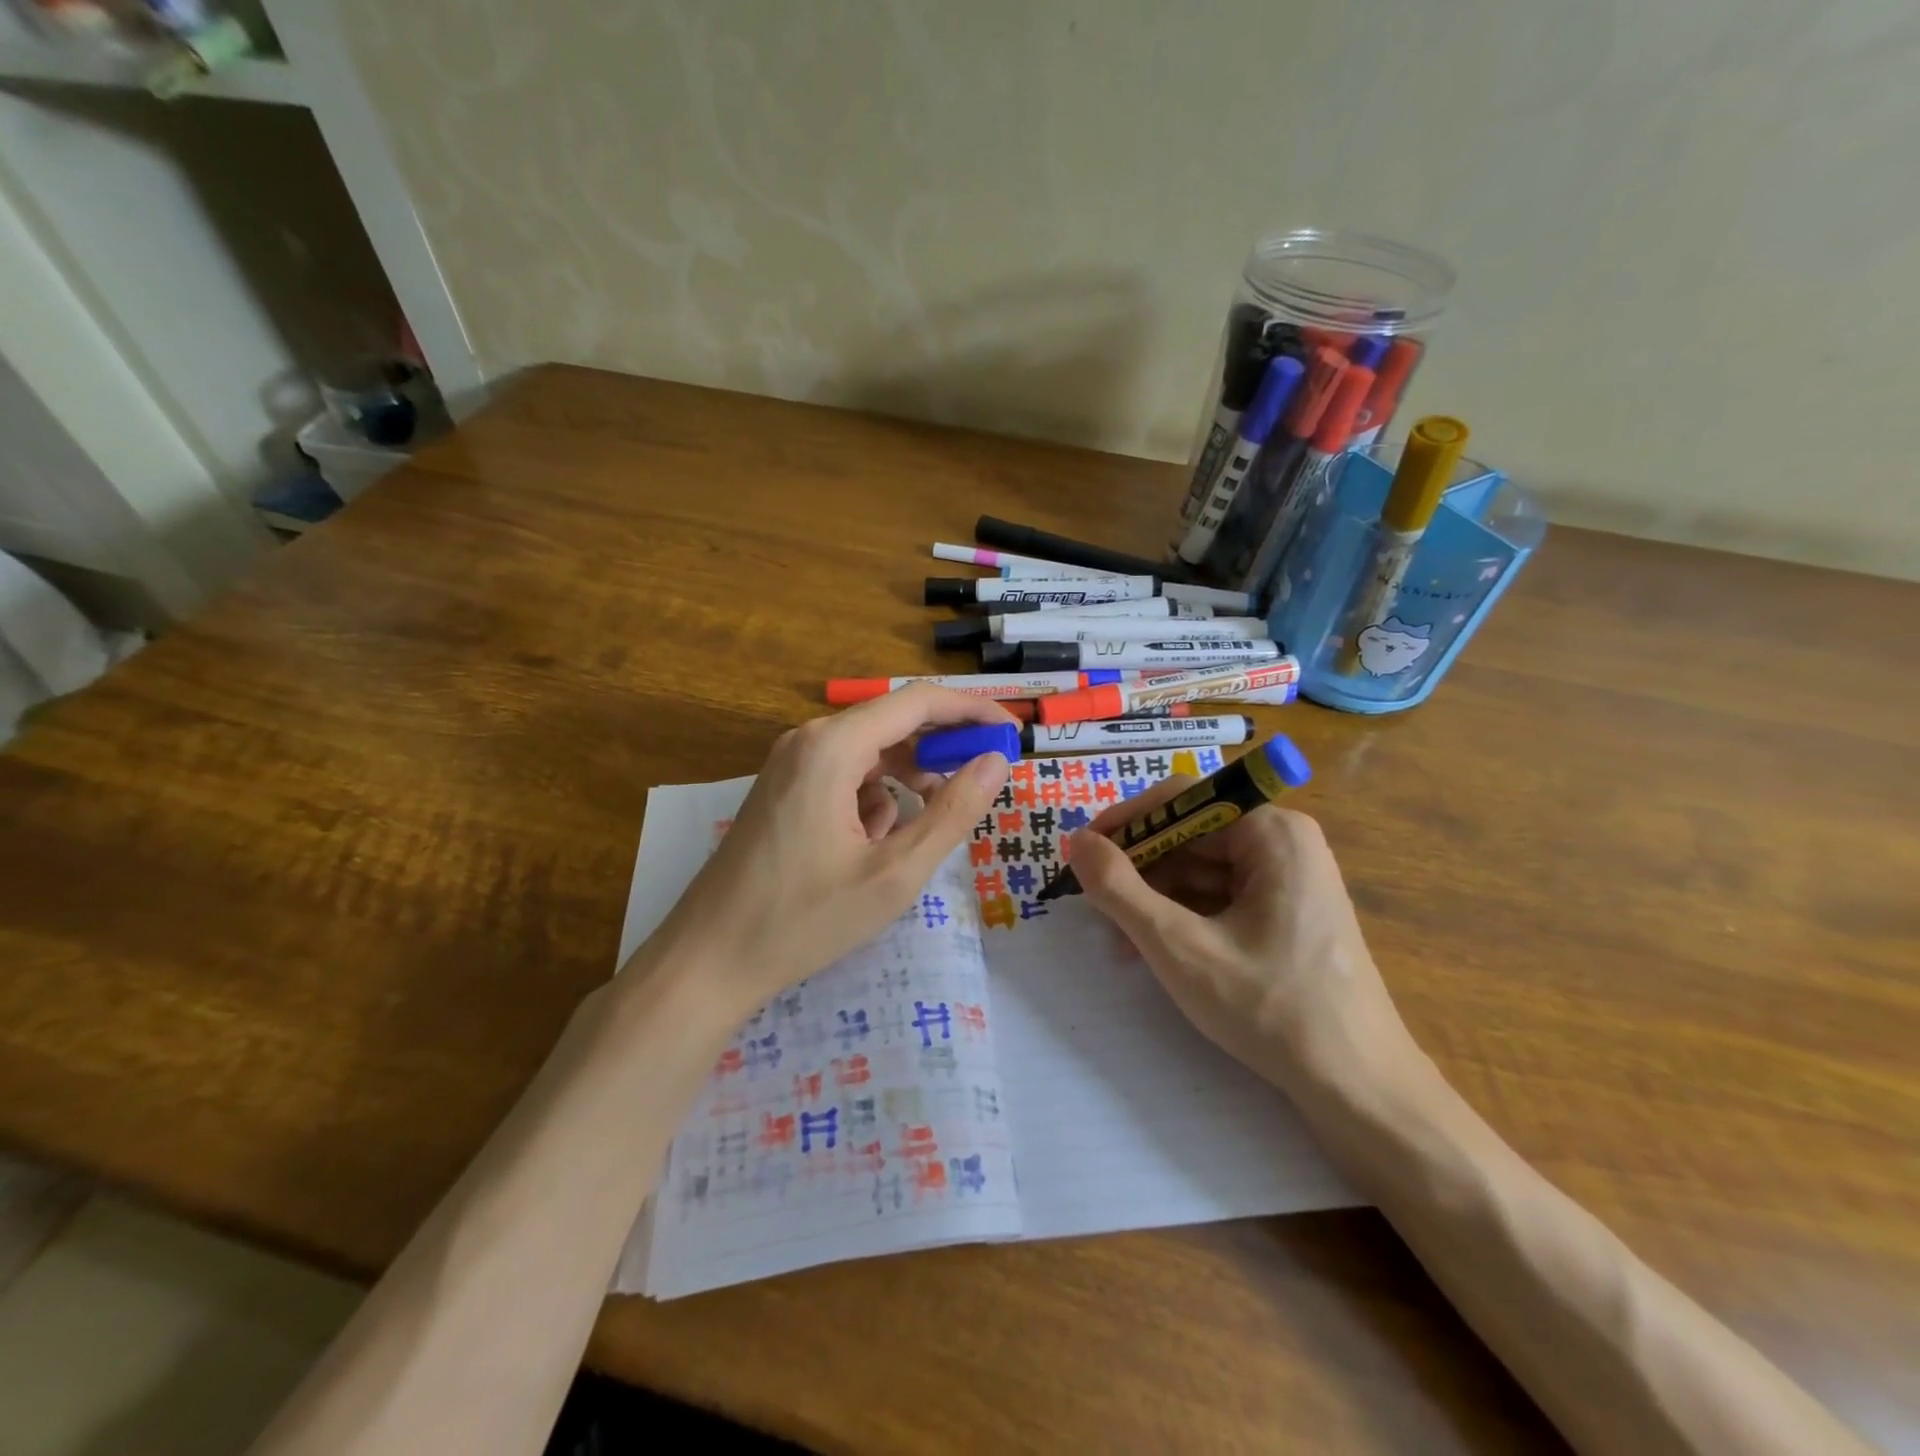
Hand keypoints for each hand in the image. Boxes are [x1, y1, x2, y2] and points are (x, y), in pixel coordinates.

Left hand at [640, 686, 1013, 1018]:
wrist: (708, 960)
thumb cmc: (803, 920)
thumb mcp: (894, 874)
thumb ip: (952, 812)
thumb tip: (996, 761)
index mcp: (832, 747)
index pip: (918, 702)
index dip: (971, 710)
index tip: (1011, 731)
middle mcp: (808, 741)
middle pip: (893, 723)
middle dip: (941, 749)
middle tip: (983, 779)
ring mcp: (789, 765)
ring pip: (870, 753)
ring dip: (907, 780)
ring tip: (923, 829)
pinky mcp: (782, 790)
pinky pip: (845, 776)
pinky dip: (873, 800)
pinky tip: (872, 847)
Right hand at [1067, 778, 1413, 1095]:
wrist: (1359, 1090)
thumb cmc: (1271, 1009)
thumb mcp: (1179, 947)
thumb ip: (1119, 890)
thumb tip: (1077, 842)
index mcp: (1272, 833)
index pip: (1182, 800)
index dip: (1126, 822)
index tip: (1082, 854)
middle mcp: (1284, 843)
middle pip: (1190, 836)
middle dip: (1138, 871)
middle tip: (1095, 908)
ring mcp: (1289, 879)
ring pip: (1201, 870)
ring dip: (1155, 899)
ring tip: (1119, 943)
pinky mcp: (1287, 913)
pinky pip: (1220, 896)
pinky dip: (1182, 917)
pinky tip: (1153, 950)